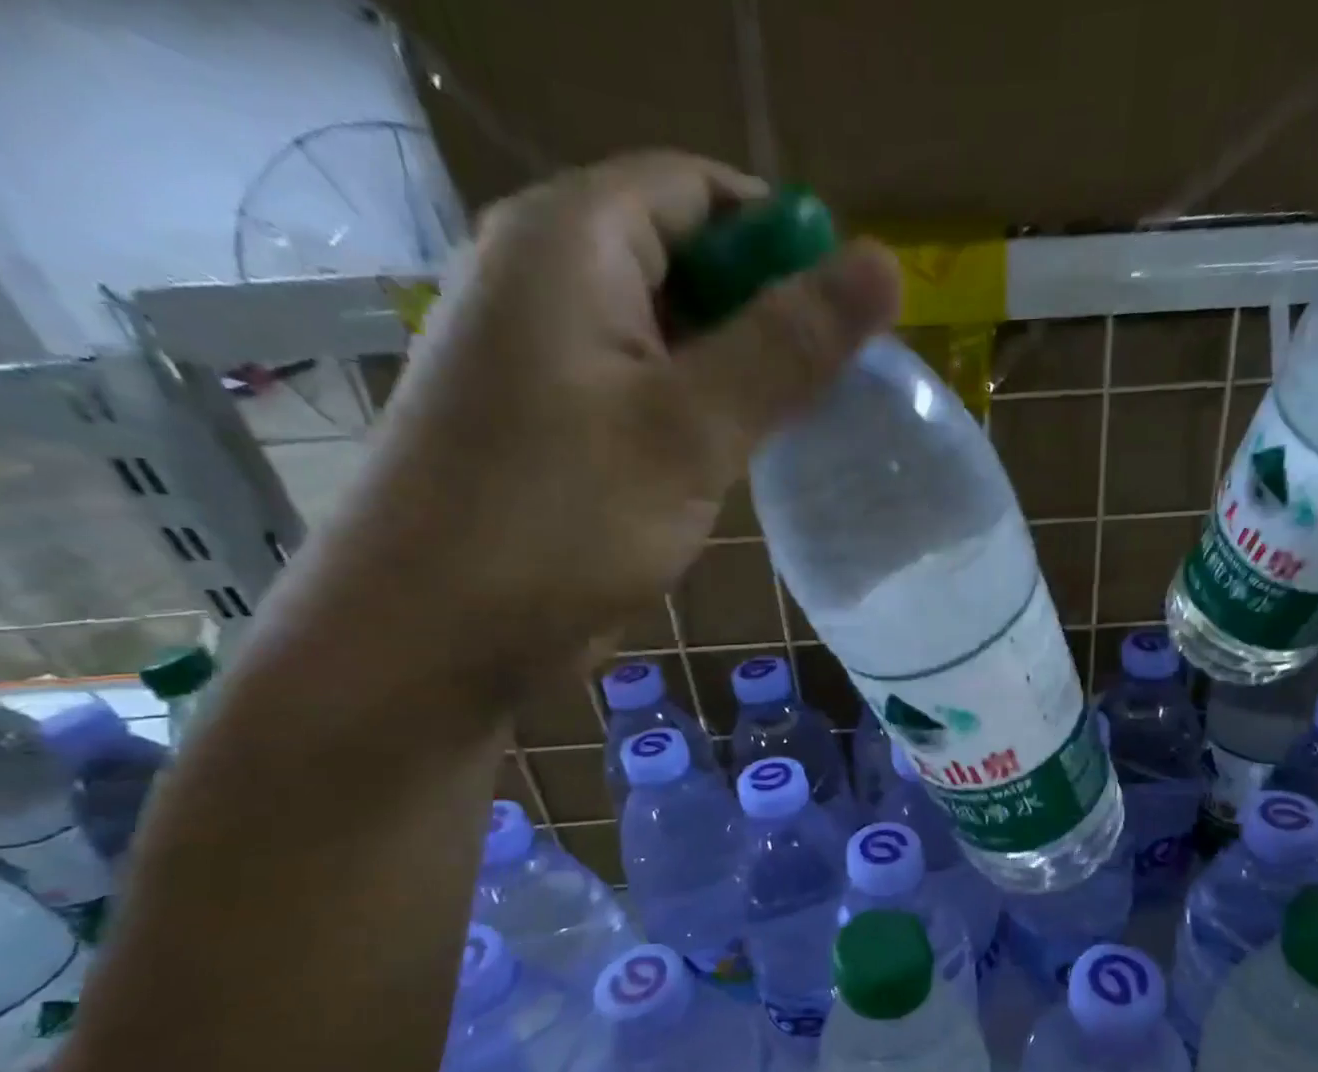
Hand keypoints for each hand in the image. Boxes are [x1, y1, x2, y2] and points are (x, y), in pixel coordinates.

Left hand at [329, 151, 899, 684]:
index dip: (782, 241)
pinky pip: (642, 390)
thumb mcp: (690, 430)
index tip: (844, 322)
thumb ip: (787, 346)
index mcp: (569, 241)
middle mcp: (546, 278)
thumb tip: (884, 263)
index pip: (699, 190)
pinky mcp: (551, 424)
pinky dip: (697, 414)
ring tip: (794, 430)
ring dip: (736, 373)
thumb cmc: (559, 521)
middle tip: (831, 388)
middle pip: (684, 258)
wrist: (434, 635)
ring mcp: (544, 356)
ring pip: (668, 334)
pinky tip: (734, 462)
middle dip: (764, 315)